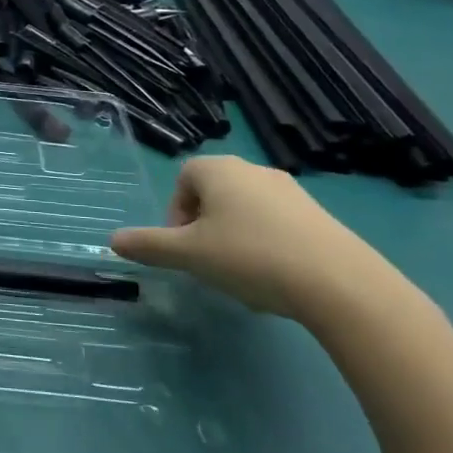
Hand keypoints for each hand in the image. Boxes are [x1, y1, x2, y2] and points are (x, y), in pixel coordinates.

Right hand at [109, 155, 405, 322]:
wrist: (339, 283)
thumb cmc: (250, 257)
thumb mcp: (189, 255)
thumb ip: (149, 246)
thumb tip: (112, 241)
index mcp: (219, 170)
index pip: (184, 179)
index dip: (175, 213)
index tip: (182, 246)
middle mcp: (254, 170)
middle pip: (213, 193)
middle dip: (203, 227)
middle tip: (206, 262)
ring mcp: (291, 191)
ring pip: (244, 211)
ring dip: (233, 237)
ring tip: (240, 275)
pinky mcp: (319, 216)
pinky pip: (276, 224)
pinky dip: (265, 245)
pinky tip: (274, 278)